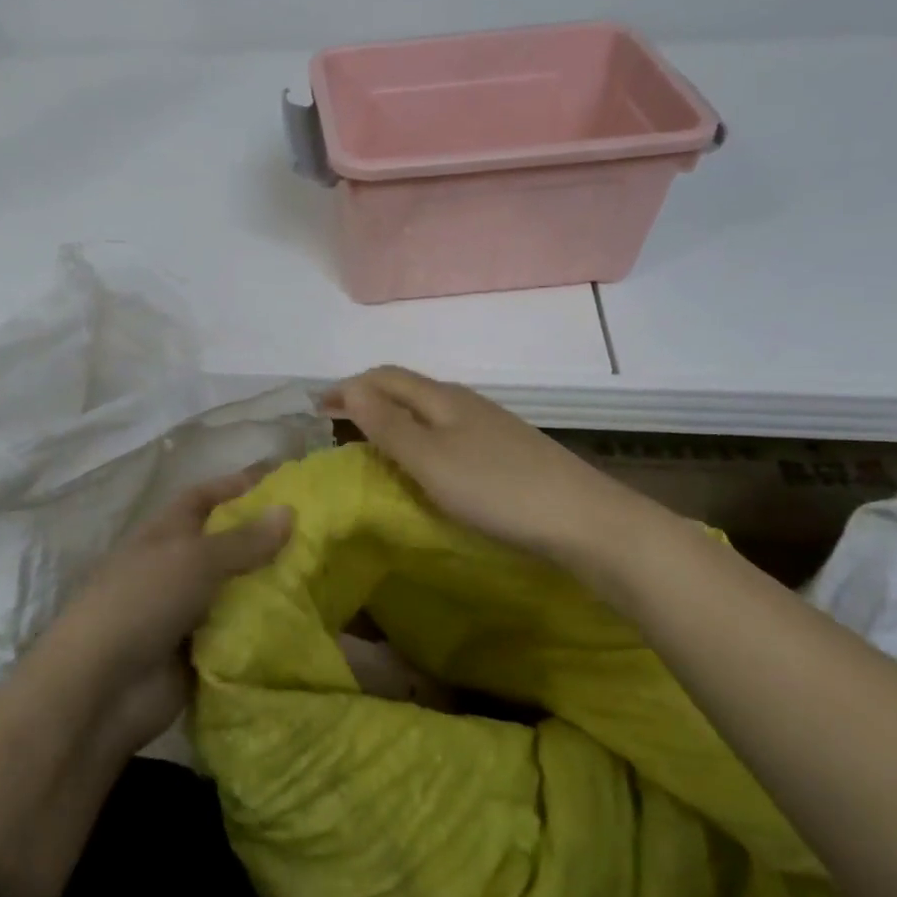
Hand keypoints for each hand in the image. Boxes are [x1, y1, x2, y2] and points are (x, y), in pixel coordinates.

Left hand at [0, 466, 291, 896]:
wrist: (102, 690)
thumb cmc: (142, 602)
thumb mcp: (194, 560)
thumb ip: (243, 540)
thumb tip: (288, 510)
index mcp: (165, 532)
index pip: (205, 496)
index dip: (239, 484)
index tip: (285, 480)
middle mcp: (176, 566)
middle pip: (226, 543)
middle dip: (266, 537)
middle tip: (320, 533)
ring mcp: (186, 610)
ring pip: (237, 589)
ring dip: (271, 584)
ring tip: (326, 576)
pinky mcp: (198, 651)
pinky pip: (239, 631)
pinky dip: (265, 626)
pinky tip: (306, 621)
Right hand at [322, 366, 655, 566]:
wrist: (581, 519)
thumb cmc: (495, 488)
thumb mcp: (430, 460)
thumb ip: (388, 425)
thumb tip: (350, 388)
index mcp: (441, 398)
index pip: (384, 377)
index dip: (348, 387)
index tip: (315, 408)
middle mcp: (463, 402)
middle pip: (406, 389)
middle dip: (368, 399)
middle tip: (337, 424)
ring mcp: (488, 425)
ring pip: (427, 410)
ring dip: (393, 418)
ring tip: (371, 442)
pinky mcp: (504, 450)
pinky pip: (446, 431)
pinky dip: (418, 437)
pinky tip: (423, 462)